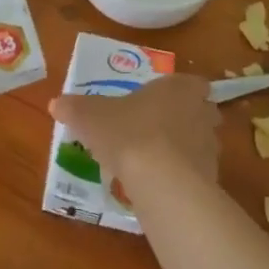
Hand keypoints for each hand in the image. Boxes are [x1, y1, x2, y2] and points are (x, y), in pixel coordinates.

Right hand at [49, 73, 220, 187]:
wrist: (161, 180)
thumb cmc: (128, 133)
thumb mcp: (90, 116)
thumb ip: (74, 108)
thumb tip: (56, 103)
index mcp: (178, 88)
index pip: (192, 83)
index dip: (179, 91)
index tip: (162, 101)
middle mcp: (201, 112)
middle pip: (201, 111)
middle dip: (185, 119)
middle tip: (157, 129)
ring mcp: (210, 147)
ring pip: (201, 143)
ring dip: (184, 149)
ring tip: (155, 161)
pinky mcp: (212, 178)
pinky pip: (198, 173)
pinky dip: (183, 176)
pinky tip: (160, 185)